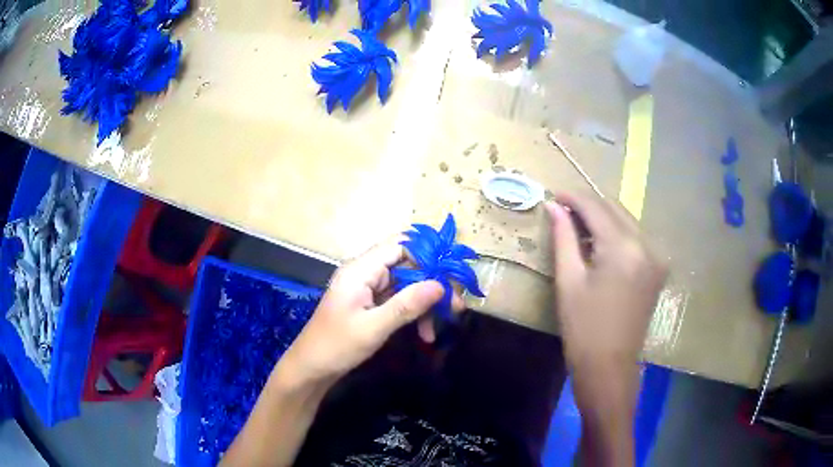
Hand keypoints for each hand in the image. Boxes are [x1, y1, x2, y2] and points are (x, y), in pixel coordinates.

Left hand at [280, 237, 455, 386]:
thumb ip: (406, 305)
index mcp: (360, 269)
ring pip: (407, 284)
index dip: (427, 254)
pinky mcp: (371, 304)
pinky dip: (414, 313)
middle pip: (407, 265)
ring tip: (444, 322)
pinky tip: (425, 333)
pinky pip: (399, 300)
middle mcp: (365, 273)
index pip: (400, 245)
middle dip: (432, 283)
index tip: (452, 272)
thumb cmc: (336, 346)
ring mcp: (368, 289)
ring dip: (425, 302)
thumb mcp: (373, 327)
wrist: (311, 368)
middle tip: (455, 305)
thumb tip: (440, 285)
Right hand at [545, 192, 666, 391]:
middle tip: (564, 211)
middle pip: (616, 209)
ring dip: (604, 219)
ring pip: (627, 221)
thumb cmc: (583, 329)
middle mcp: (647, 245)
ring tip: (579, 229)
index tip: (554, 196)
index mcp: (623, 248)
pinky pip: (636, 238)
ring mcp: (657, 257)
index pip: (597, 208)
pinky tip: (601, 246)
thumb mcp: (569, 281)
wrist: (610, 367)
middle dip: (589, 206)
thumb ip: (563, 238)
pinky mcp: (658, 269)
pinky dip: (617, 234)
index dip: (574, 198)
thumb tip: (553, 207)